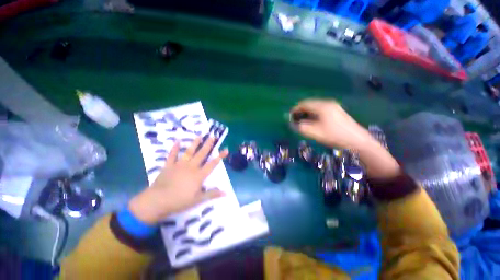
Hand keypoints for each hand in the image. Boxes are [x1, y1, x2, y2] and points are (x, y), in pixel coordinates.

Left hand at [129, 138, 228, 224]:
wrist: (157, 201)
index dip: (220, 156)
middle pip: (202, 154)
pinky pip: (172, 155)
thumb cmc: (179, 201)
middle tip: (213, 136)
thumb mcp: (198, 200)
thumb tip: (226, 193)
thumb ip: (212, 194)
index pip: (212, 164)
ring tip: (199, 136)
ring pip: (189, 152)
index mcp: (199, 175)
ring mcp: (179, 165)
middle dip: (208, 145)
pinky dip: (174, 148)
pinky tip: (177, 141)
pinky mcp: (169, 166)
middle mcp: (191, 167)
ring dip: (195, 143)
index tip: (226, 149)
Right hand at [291, 99, 399, 178]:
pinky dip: (314, 114)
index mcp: (322, 106)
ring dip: (307, 113)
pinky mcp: (337, 111)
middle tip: (294, 120)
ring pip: (315, 107)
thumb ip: (301, 127)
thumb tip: (292, 123)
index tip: (289, 117)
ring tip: (302, 121)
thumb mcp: (314, 132)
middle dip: (300, 111)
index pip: (304, 104)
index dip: (295, 109)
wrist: (358, 141)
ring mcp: (334, 107)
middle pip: (310, 104)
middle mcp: (328, 103)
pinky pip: (321, 110)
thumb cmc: (334, 136)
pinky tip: (313, 121)